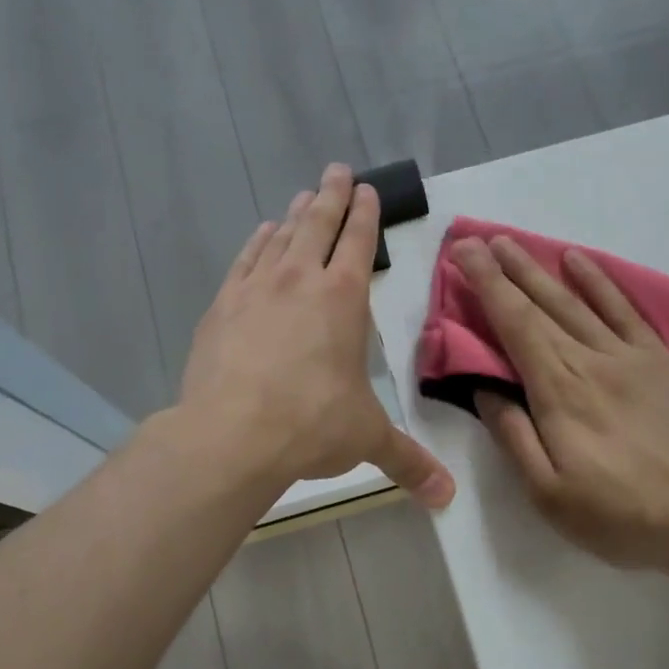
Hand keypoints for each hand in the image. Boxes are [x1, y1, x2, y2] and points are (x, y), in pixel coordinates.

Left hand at [181, 164, 454, 507]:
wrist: (231, 434)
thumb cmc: (311, 425)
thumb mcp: (367, 438)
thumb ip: (409, 461)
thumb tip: (447, 498)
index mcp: (343, 299)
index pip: (357, 242)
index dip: (365, 214)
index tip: (366, 189)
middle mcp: (299, 280)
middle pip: (317, 224)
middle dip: (330, 196)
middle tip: (336, 170)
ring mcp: (255, 289)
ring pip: (279, 237)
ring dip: (294, 214)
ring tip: (302, 197)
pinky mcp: (221, 307)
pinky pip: (244, 261)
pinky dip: (256, 244)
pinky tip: (260, 236)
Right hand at [453, 235, 668, 577]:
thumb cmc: (623, 516)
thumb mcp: (550, 495)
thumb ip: (514, 437)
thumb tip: (484, 390)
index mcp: (559, 391)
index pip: (514, 324)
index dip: (486, 286)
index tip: (463, 254)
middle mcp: (592, 361)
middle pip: (542, 304)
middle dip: (505, 269)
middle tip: (478, 239)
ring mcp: (631, 357)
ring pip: (578, 301)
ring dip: (543, 269)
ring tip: (515, 244)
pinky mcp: (662, 362)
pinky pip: (626, 310)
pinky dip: (601, 282)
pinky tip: (581, 263)